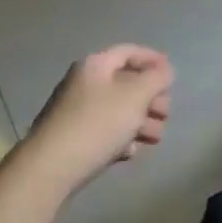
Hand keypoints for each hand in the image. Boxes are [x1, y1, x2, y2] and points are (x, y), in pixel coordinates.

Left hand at [21, 45, 173, 195]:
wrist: (49, 170)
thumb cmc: (97, 123)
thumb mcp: (136, 96)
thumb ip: (156, 78)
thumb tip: (165, 70)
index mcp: (96, 65)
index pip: (129, 52)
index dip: (153, 59)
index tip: (172, 76)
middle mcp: (83, 83)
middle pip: (125, 83)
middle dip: (150, 98)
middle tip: (166, 114)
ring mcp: (74, 112)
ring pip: (116, 110)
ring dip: (140, 121)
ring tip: (156, 138)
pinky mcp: (70, 139)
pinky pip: (102, 131)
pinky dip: (120, 138)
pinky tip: (131, 152)